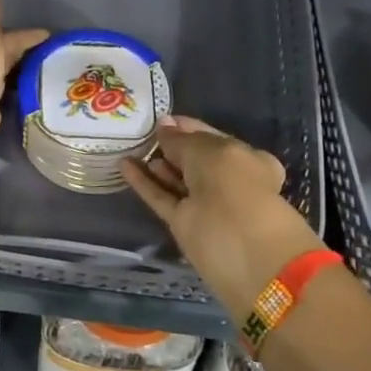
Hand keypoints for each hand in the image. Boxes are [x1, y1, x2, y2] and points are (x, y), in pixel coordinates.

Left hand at [0, 0, 47, 144]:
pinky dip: (23, 91)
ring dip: (26, 71)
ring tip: (53, 72)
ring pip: (11, 75)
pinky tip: (40, 92)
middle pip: (8, 54)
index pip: (10, 35)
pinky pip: (13, 95)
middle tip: (56, 53)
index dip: (29, 34)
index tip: (50, 34)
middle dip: (27, 52)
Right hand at [123, 116, 324, 315]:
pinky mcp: (184, 224)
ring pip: (176, 180)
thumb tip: (164, 126)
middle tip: (141, 131)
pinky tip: (124, 165)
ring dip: (155, 164)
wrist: (245, 252)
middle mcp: (227, 181)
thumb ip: (183, 141)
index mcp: (245, 159)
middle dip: (171, 146)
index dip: (188, 127)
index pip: (211, 138)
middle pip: (193, 160)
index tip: (161, 118)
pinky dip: (144, 183)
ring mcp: (204, 204)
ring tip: (129, 145)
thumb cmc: (236, 187)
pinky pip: (162, 198)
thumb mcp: (210, 152)